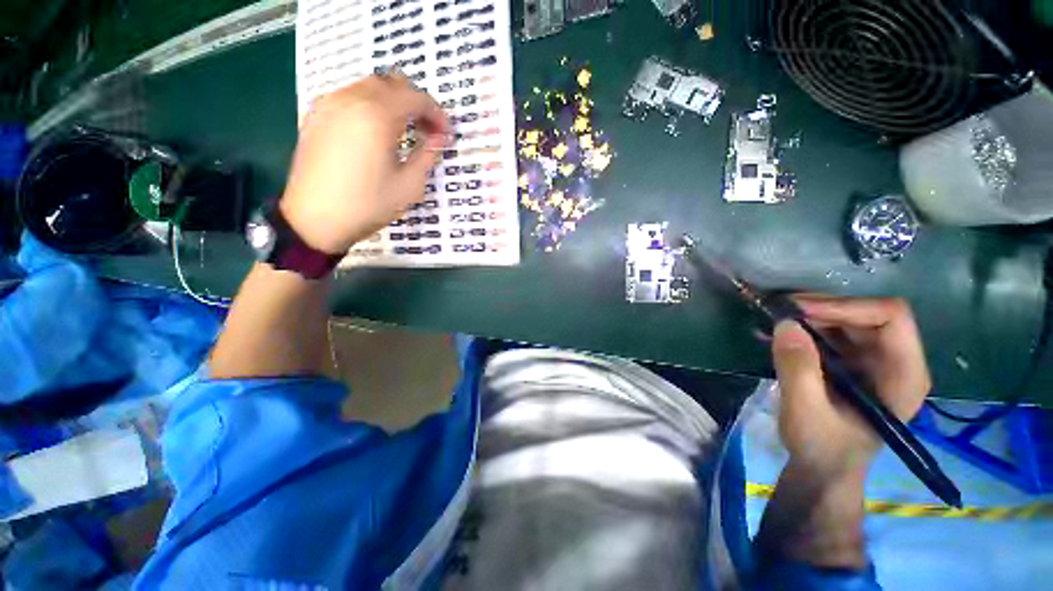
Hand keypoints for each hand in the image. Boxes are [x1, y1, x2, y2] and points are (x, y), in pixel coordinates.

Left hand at [279, 74, 448, 253]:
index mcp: (376, 116)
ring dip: (393, 103)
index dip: (437, 113)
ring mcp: (329, 105)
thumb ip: (427, 156)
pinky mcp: (316, 116)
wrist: (314, 219)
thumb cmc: (367, 205)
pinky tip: (376, 132)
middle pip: (391, 84)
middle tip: (427, 129)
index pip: (416, 98)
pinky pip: (350, 98)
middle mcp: (351, 100)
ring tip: (404, 131)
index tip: (445, 134)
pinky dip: (370, 107)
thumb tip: (439, 139)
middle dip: (415, 103)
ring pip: (369, 87)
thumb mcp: (408, 186)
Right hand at [772, 296, 931, 481]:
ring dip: (807, 317)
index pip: (890, 318)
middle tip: (777, 312)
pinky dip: (802, 329)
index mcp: (902, 374)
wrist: (821, 469)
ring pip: (845, 320)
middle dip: (820, 309)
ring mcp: (872, 361)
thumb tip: (784, 324)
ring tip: (770, 322)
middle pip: (865, 314)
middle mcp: (894, 360)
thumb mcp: (805, 411)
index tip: (799, 312)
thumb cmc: (822, 447)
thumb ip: (797, 368)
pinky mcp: (851, 363)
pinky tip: (775, 335)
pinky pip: (829, 333)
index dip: (846, 307)